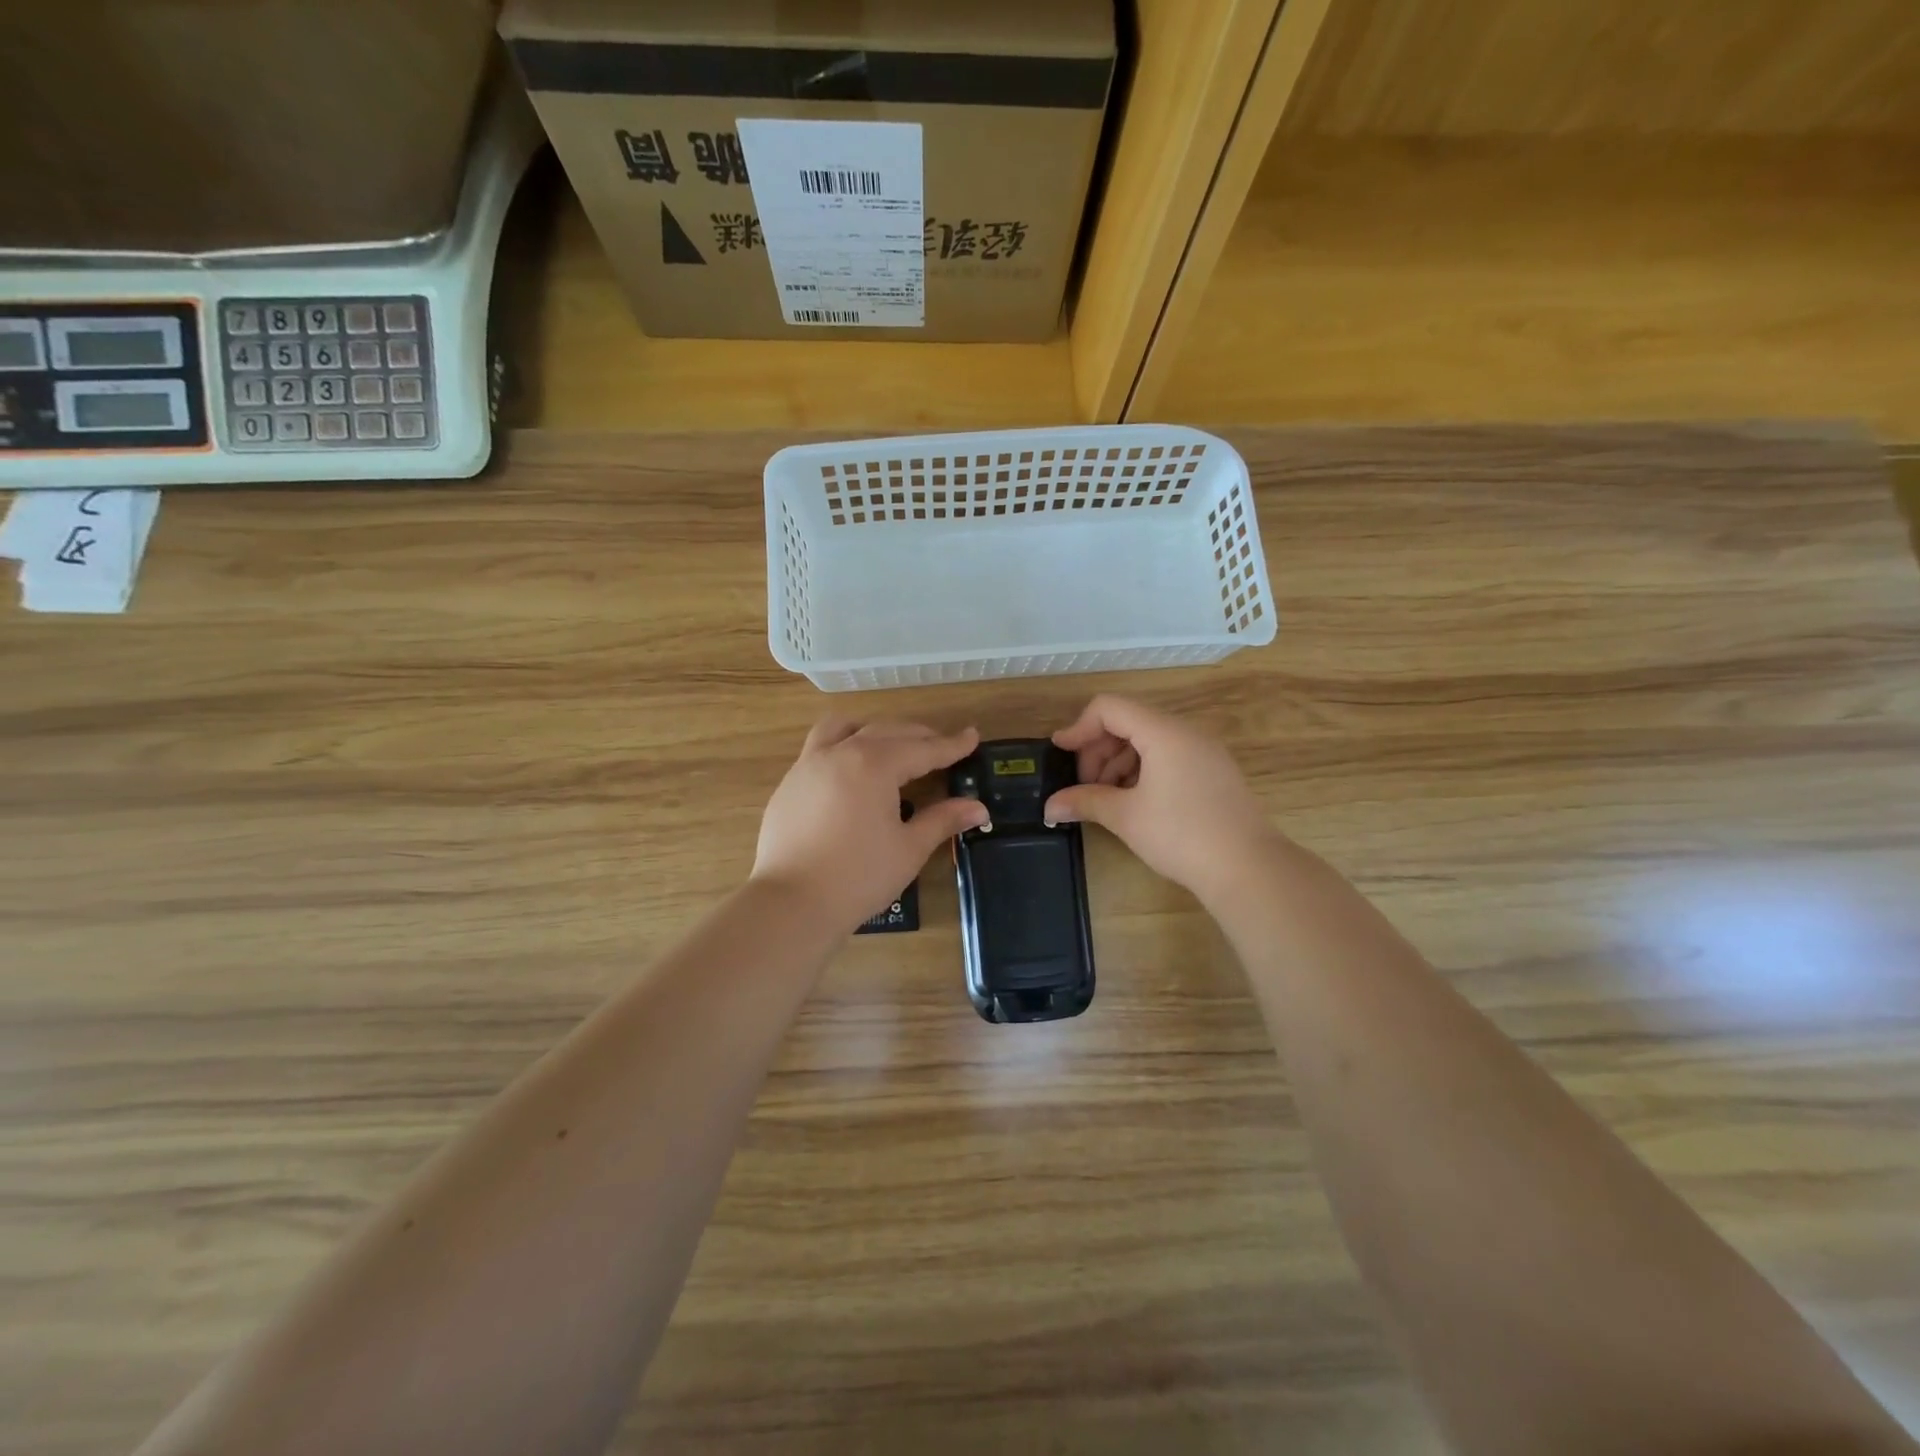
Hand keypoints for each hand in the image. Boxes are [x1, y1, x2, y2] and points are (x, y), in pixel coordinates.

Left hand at [752, 718, 989, 933]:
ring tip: (891, 745)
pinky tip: (852, 774)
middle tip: (942, 746)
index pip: (923, 749)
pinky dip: (844, 747)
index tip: (972, 736)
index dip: (951, 745)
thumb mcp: (909, 848)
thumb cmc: (859, 877)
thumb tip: (979, 807)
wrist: (791, 904)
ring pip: (844, 728)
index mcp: (874, 764)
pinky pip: (820, 748)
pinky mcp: (789, 784)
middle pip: (887, 731)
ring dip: (873, 730)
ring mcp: (808, 765)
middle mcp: (840, 753)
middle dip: (918, 736)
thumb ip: (943, 820)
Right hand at [1045, 695, 1281, 904]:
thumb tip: (1049, 807)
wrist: (1248, 868)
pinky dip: (1143, 771)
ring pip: (1148, 741)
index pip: (1110, 707)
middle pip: (1129, 722)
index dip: (1079, 727)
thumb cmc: (1182, 835)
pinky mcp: (1214, 772)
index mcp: (1163, 732)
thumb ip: (1085, 801)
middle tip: (1084, 786)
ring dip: (1118, 763)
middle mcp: (1186, 732)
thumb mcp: (1125, 817)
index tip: (1060, 754)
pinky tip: (1134, 802)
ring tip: (1106, 799)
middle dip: (1098, 750)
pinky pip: (1169, 756)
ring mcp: (1204, 751)